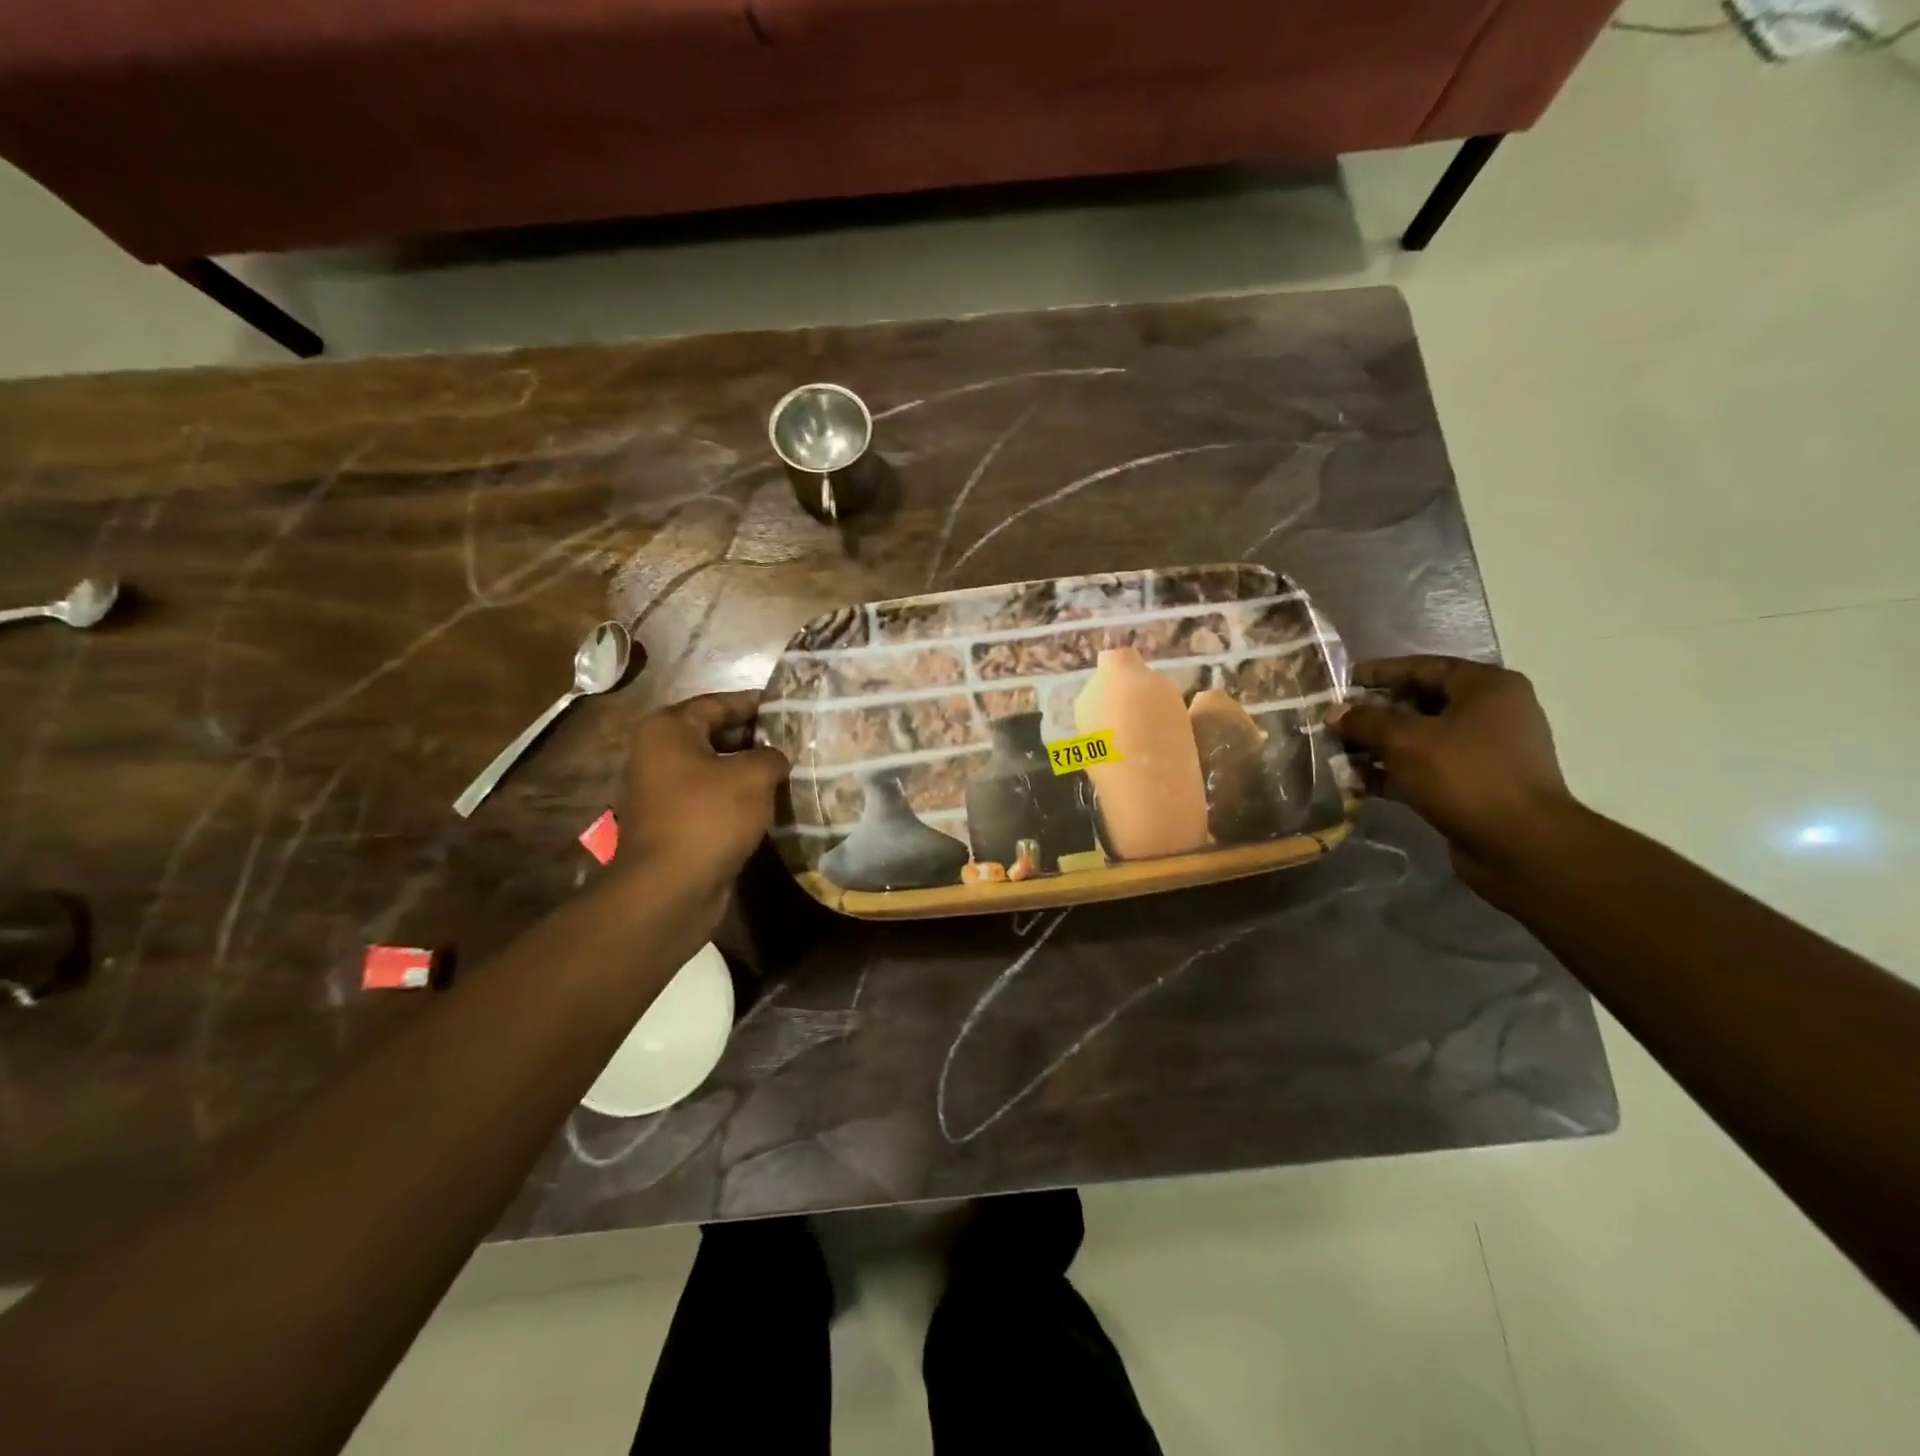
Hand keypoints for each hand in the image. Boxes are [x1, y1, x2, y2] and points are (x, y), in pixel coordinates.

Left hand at [615, 691, 788, 916]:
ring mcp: (663, 790)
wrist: (669, 889)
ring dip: (749, 770)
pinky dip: (738, 797)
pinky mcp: (674, 822)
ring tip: (790, 769)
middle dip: (755, 737)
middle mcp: (659, 753)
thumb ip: (772, 756)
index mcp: (669, 729)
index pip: (719, 702)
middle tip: (796, 739)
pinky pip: (712, 798)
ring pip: (716, 768)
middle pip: (715, 733)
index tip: (789, 705)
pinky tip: (771, 802)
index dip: (756, 703)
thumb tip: (775, 759)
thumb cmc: (708, 818)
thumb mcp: (753, 776)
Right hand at [1328, 656, 1578, 884]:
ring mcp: (1485, 751)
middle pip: (1420, 703)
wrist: (1520, 844)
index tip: (1342, 681)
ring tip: (1338, 754)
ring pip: (1420, 739)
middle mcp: (1491, 713)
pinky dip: (1393, 773)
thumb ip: (1365, 721)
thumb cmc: (1465, 775)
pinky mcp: (1474, 785)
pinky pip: (1425, 769)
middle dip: (1373, 714)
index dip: (1379, 672)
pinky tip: (1357, 782)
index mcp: (1486, 688)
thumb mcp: (1405, 740)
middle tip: (1335, 721)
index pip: (1424, 667)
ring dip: (1378, 747)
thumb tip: (1333, 712)